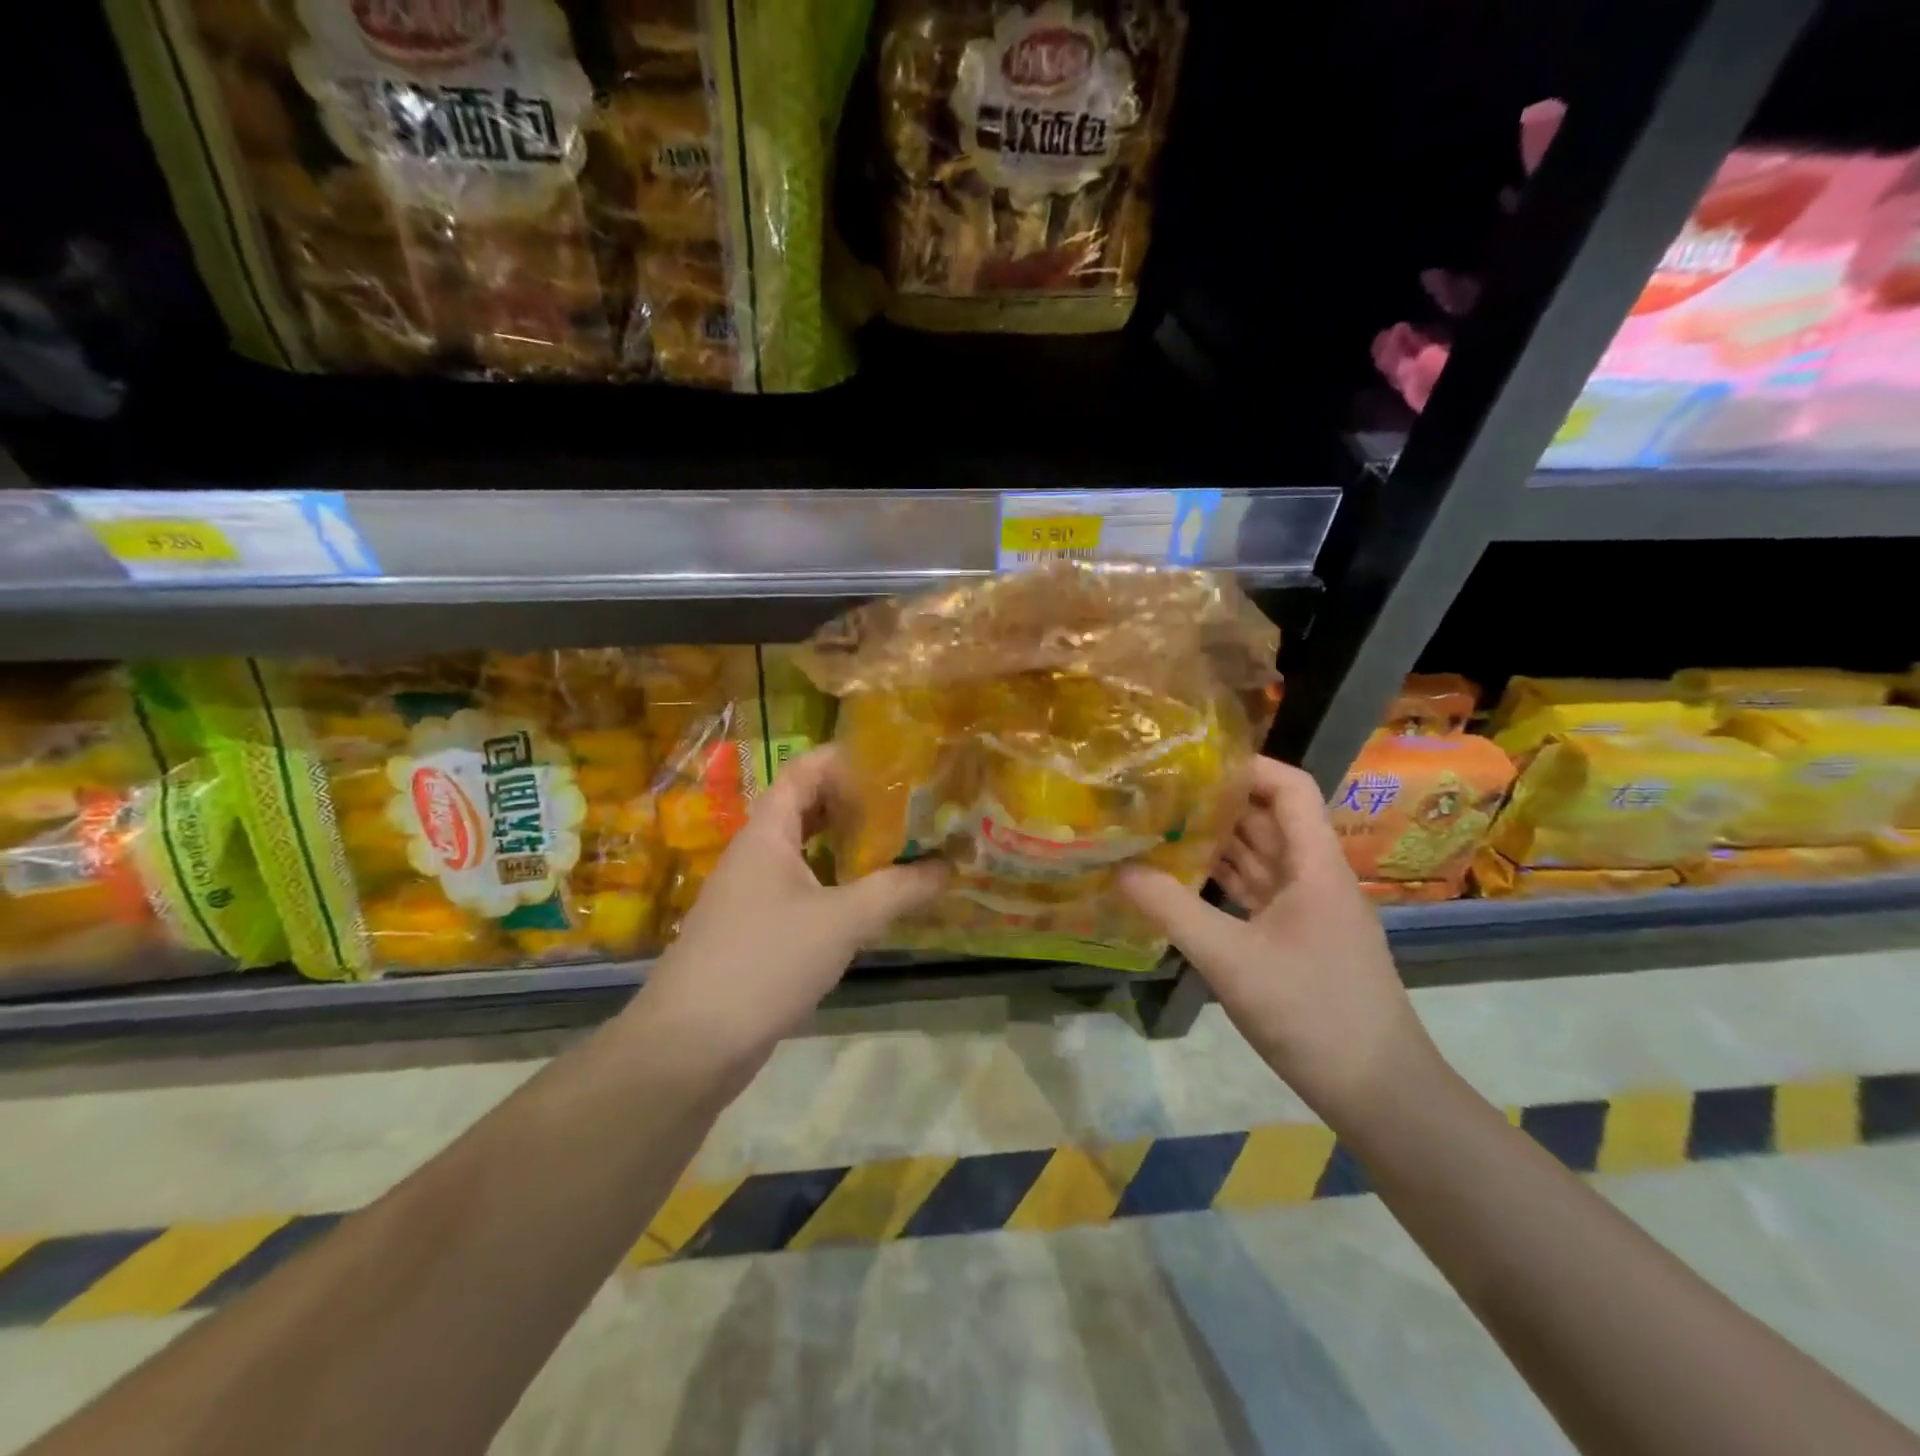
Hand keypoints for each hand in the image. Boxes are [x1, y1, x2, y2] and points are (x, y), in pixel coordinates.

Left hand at [630, 747, 946, 1072]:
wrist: (691, 1046)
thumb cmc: (764, 962)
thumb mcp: (841, 921)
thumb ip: (898, 890)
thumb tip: (949, 867)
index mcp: (767, 832)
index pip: (804, 771)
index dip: (846, 758)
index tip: (896, 759)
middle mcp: (757, 853)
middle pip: (809, 809)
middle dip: (858, 803)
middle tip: (912, 803)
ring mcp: (754, 894)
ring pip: (808, 853)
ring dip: (850, 847)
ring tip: (903, 844)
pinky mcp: (758, 931)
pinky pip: (805, 890)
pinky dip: (838, 885)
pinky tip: (872, 899)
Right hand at [1118, 756, 1440, 1125]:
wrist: (1379, 1093)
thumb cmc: (1312, 1013)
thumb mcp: (1232, 960)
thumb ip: (1173, 911)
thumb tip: (1120, 870)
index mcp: (1316, 866)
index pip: (1291, 788)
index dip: (1248, 766)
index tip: (1193, 764)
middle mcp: (1316, 878)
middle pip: (1271, 820)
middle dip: (1221, 801)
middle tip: (1161, 792)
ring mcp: (1310, 912)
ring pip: (1263, 858)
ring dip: (1220, 841)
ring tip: (1163, 825)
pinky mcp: (1300, 941)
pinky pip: (1259, 893)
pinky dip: (1225, 880)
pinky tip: (1186, 879)